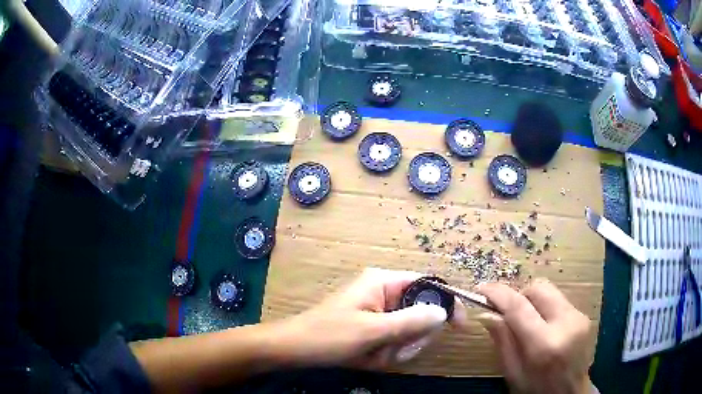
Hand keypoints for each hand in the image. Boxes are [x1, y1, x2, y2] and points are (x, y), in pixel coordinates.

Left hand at [273, 268, 465, 368]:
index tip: (459, 326)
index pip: (428, 284)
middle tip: (396, 351)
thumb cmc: (328, 336)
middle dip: (412, 337)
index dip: (446, 302)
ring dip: (398, 349)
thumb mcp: (371, 331)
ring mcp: (377, 310)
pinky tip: (370, 359)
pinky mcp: (372, 326)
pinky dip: (387, 353)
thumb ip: (410, 321)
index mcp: (383, 281)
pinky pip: (393, 340)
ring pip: (408, 331)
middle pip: (420, 312)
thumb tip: (444, 312)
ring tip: (376, 356)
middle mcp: (383, 291)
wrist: (294, 349)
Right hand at [477, 280, 593, 393]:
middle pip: (538, 288)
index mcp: (544, 345)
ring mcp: (578, 317)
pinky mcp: (584, 315)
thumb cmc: (537, 389)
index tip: (482, 288)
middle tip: (508, 312)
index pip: (519, 307)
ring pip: (550, 291)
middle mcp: (566, 324)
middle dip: (519, 295)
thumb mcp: (513, 373)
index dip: (498, 294)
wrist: (571, 393)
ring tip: (527, 321)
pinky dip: (545, 308)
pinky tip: (543, 327)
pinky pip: (559, 301)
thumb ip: (502, 341)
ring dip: (533, 301)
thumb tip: (486, 313)